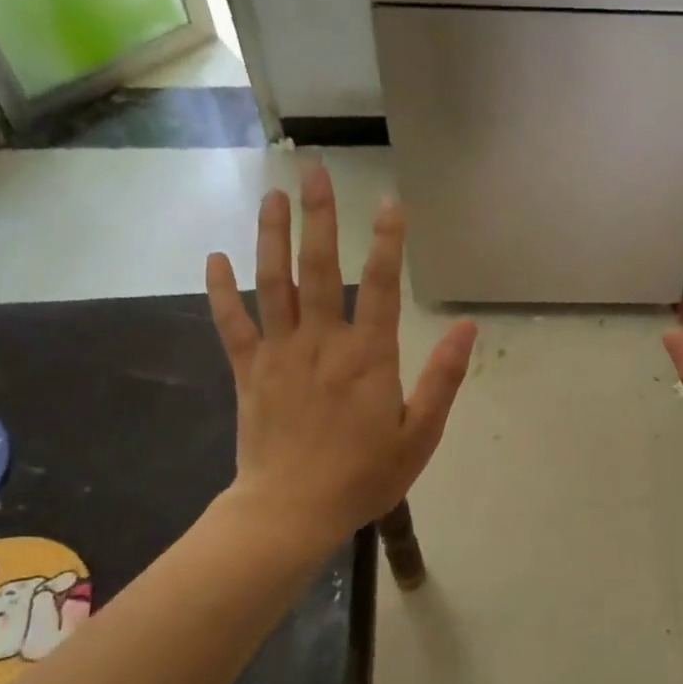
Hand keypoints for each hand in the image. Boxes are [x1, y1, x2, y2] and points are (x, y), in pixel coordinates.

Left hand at [205, 164, 476, 555]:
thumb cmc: (364, 476)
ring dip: (272, 236)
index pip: (382, 286)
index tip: (389, 201)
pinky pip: (231, 323)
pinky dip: (220, 290)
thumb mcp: (420, 435)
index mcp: (368, 357)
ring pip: (273, 283)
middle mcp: (322, 342)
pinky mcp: (248, 370)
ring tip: (272, 196)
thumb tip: (467, 328)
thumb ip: (443, 379)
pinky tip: (215, 257)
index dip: (387, 241)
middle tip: (312, 171)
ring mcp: (279, 353)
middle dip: (319, 217)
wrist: (291, 511)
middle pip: (319, 268)